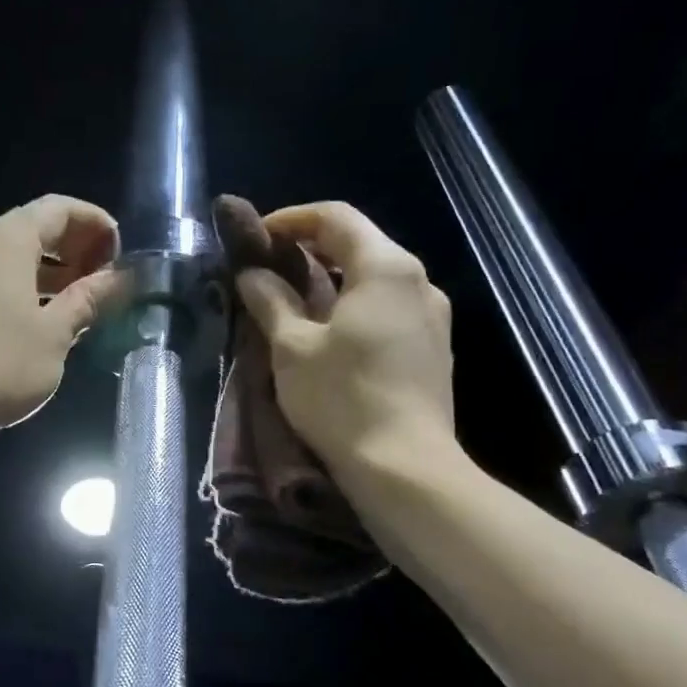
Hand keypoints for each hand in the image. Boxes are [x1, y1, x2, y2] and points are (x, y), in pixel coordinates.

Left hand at [0, 195, 123, 442]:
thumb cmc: (2, 363)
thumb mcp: (56, 332)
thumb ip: (89, 299)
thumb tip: (122, 278)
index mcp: (7, 242)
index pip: (58, 209)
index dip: (95, 223)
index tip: (120, 254)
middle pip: (36, 229)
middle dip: (77, 246)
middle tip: (107, 277)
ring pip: (18, 258)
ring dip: (56, 271)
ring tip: (87, 299)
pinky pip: (2, 282)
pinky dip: (33, 290)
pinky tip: (52, 321)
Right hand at [236, 201, 461, 473]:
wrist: (406, 469)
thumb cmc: (342, 399)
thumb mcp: (292, 348)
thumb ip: (271, 301)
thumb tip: (253, 274)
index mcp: (386, 268)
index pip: (335, 217)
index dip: (291, 219)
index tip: (257, 238)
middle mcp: (419, 282)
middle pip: (361, 244)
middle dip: (311, 248)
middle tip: (270, 267)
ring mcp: (432, 317)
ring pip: (376, 279)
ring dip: (334, 280)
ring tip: (295, 302)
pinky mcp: (433, 350)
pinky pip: (389, 310)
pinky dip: (355, 307)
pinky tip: (331, 335)